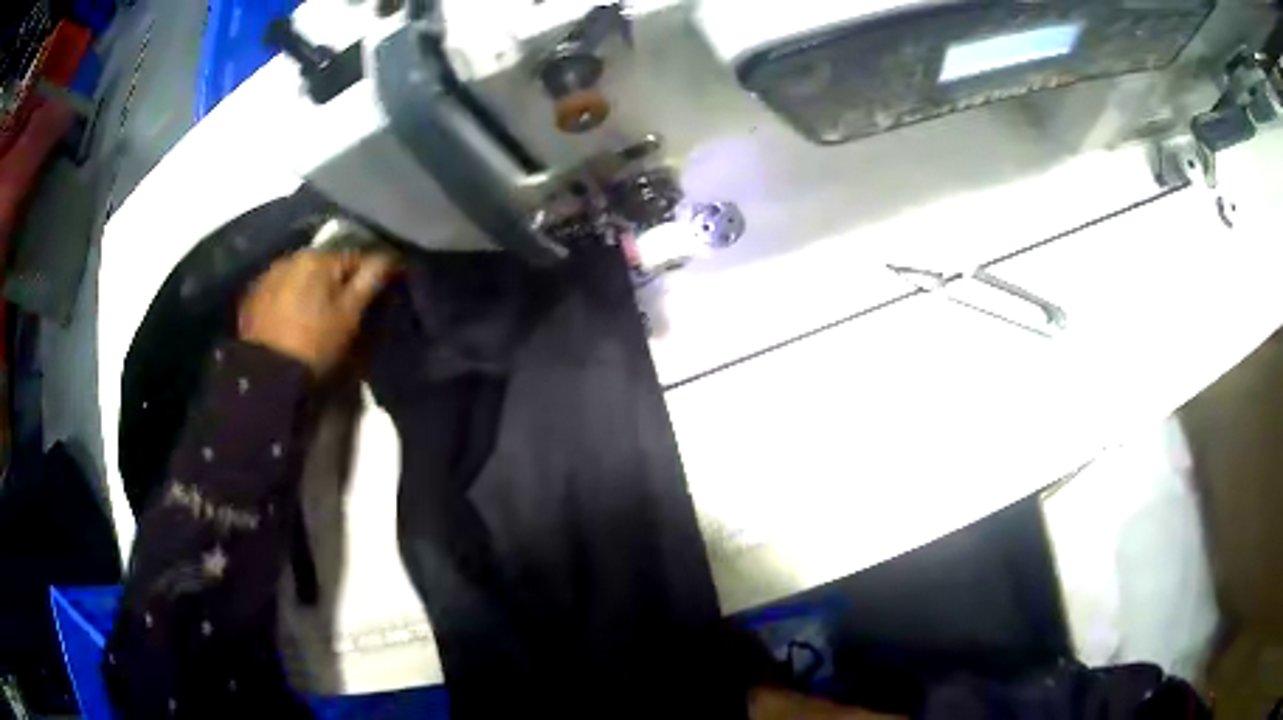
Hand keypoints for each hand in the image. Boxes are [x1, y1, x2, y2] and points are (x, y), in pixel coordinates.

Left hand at [239, 250, 395, 374]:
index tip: (374, 296)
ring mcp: (268, 274)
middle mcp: (291, 256)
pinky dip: (288, 297)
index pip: (355, 256)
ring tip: (315, 313)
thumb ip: (369, 281)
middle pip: (324, 264)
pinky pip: (279, 288)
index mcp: (319, 258)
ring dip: (310, 287)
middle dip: (335, 280)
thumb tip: (390, 256)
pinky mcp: (252, 295)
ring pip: (299, 274)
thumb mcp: (349, 316)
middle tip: (342, 308)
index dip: (367, 276)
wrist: (266, 375)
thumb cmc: (314, 345)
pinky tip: (291, 318)